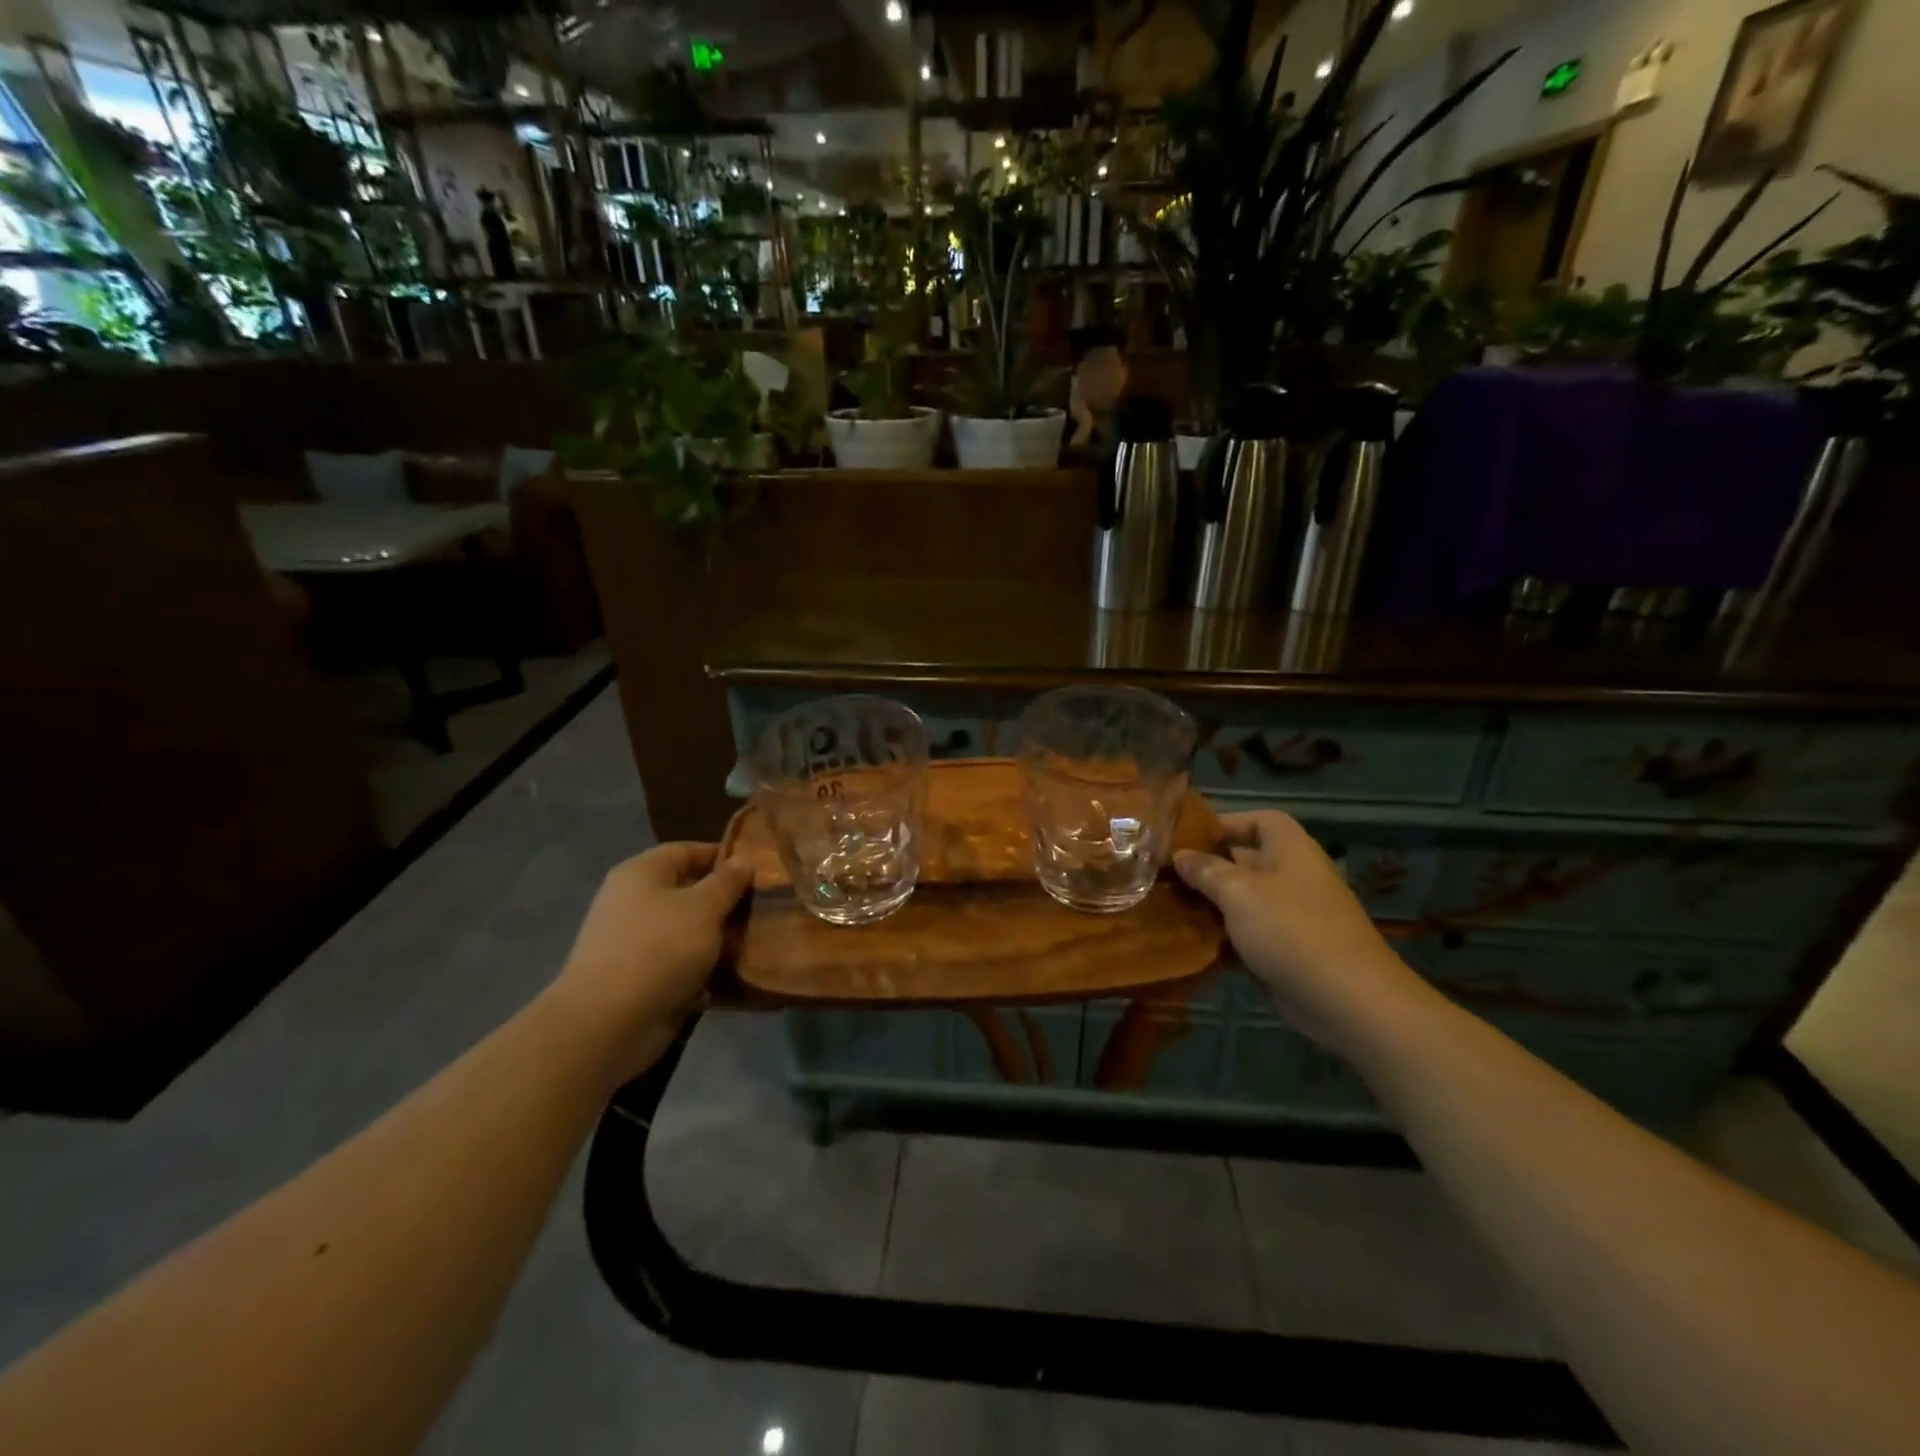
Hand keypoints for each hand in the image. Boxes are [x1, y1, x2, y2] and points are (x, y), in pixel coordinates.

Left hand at [544, 843, 751, 1077]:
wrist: (608, 1023)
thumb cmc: (659, 948)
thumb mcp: (703, 907)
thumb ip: (727, 882)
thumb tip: (743, 861)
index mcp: (641, 874)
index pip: (686, 851)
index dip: (722, 856)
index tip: (758, 869)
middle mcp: (633, 904)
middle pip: (687, 893)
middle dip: (725, 902)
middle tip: (764, 908)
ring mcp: (634, 944)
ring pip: (687, 933)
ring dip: (718, 941)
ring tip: (757, 943)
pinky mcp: (639, 981)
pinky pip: (679, 968)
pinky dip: (703, 973)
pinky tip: (732, 979)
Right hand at [1174, 810, 1427, 1052]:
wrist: (1349, 1002)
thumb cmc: (1292, 931)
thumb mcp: (1240, 893)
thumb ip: (1206, 871)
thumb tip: (1180, 855)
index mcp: (1290, 851)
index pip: (1260, 820)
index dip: (1226, 823)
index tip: (1187, 838)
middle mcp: (1292, 878)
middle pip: (1244, 862)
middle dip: (1206, 867)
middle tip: (1163, 875)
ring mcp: (1291, 917)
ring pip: (1241, 902)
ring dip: (1209, 906)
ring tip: (1167, 907)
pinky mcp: (1286, 952)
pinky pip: (1246, 936)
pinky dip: (1221, 938)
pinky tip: (1188, 943)